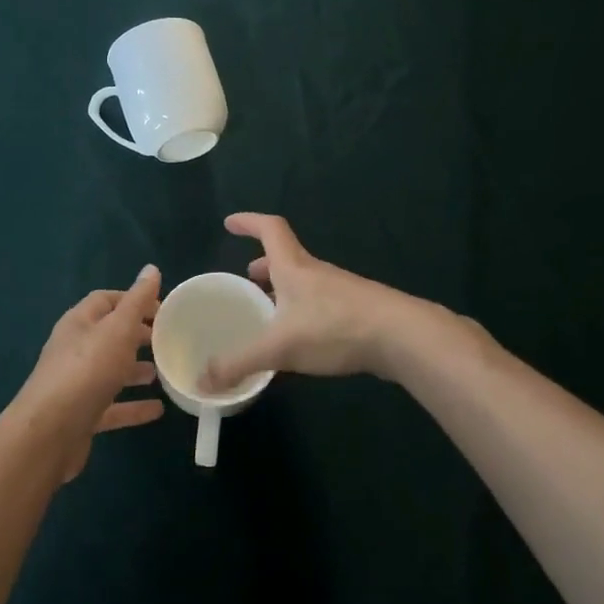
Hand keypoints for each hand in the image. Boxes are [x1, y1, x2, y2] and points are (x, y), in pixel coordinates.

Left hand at [10, 265, 164, 480]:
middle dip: (137, 335)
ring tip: (164, 372)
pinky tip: (158, 410)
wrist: (49, 433)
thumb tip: (151, 268)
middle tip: (167, 340)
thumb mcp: (117, 329)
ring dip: (136, 370)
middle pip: (109, 335)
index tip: (163, 309)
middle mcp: (74, 349)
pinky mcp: (82, 415)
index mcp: (79, 323)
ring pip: (111, 371)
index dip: (133, 300)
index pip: (106, 300)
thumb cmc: (86, 370)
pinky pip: (112, 406)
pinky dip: (133, 405)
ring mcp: (76, 384)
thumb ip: (136, 301)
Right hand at [202, 215, 420, 389]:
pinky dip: (302, 318)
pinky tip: (299, 347)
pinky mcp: (357, 314)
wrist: (402, 337)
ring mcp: (339, 292)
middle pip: (286, 259)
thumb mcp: (279, 347)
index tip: (230, 223)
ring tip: (268, 316)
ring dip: (283, 294)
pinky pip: (320, 309)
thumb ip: (240, 363)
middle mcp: (316, 274)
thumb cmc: (334, 328)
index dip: (248, 222)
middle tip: (246, 280)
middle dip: (264, 267)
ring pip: (304, 286)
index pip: (270, 229)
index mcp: (294, 268)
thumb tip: (201, 381)